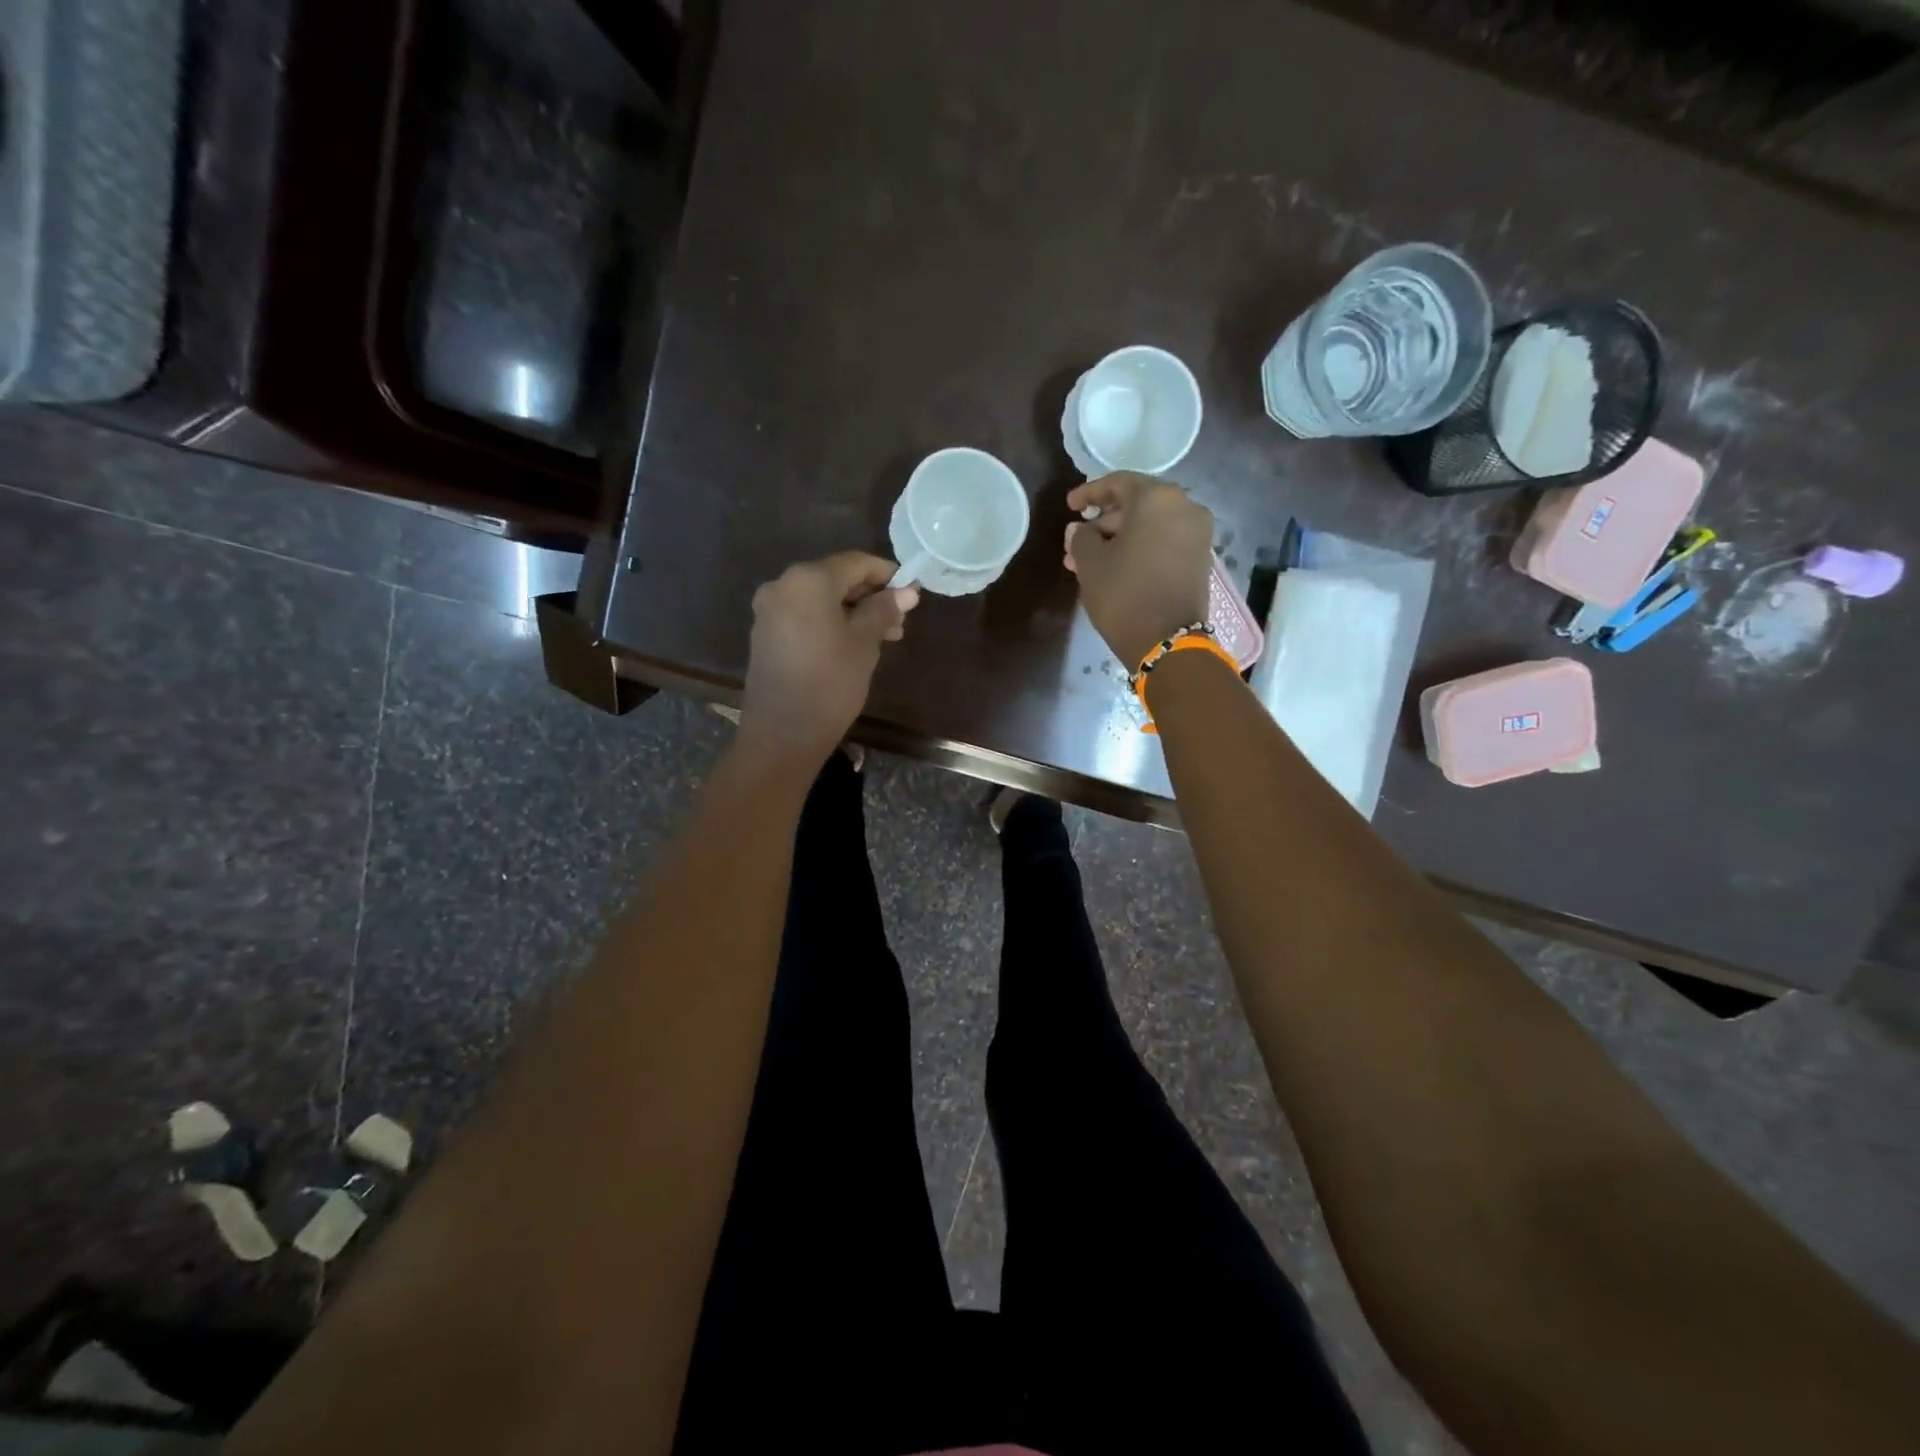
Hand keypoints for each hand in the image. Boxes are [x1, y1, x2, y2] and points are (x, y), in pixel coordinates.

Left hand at [741, 552, 919, 761]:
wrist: (782, 734)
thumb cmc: (830, 683)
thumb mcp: (865, 644)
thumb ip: (884, 610)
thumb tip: (907, 591)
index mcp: (807, 580)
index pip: (855, 562)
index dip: (887, 574)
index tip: (911, 592)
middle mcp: (782, 585)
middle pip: (835, 578)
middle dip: (869, 596)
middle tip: (900, 621)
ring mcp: (769, 610)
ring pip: (820, 599)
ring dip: (852, 611)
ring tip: (883, 637)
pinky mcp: (765, 634)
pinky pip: (804, 616)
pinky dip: (830, 622)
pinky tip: (852, 645)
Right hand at [1065, 473, 1214, 668]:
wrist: (1168, 642)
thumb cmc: (1124, 595)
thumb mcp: (1091, 564)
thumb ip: (1081, 538)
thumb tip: (1079, 529)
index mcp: (1157, 499)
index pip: (1118, 483)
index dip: (1090, 493)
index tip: (1070, 506)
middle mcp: (1185, 507)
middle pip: (1137, 504)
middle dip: (1104, 522)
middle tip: (1077, 542)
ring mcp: (1198, 534)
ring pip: (1151, 526)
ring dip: (1120, 538)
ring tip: (1089, 561)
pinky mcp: (1201, 559)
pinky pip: (1165, 541)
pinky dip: (1141, 548)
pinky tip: (1116, 567)